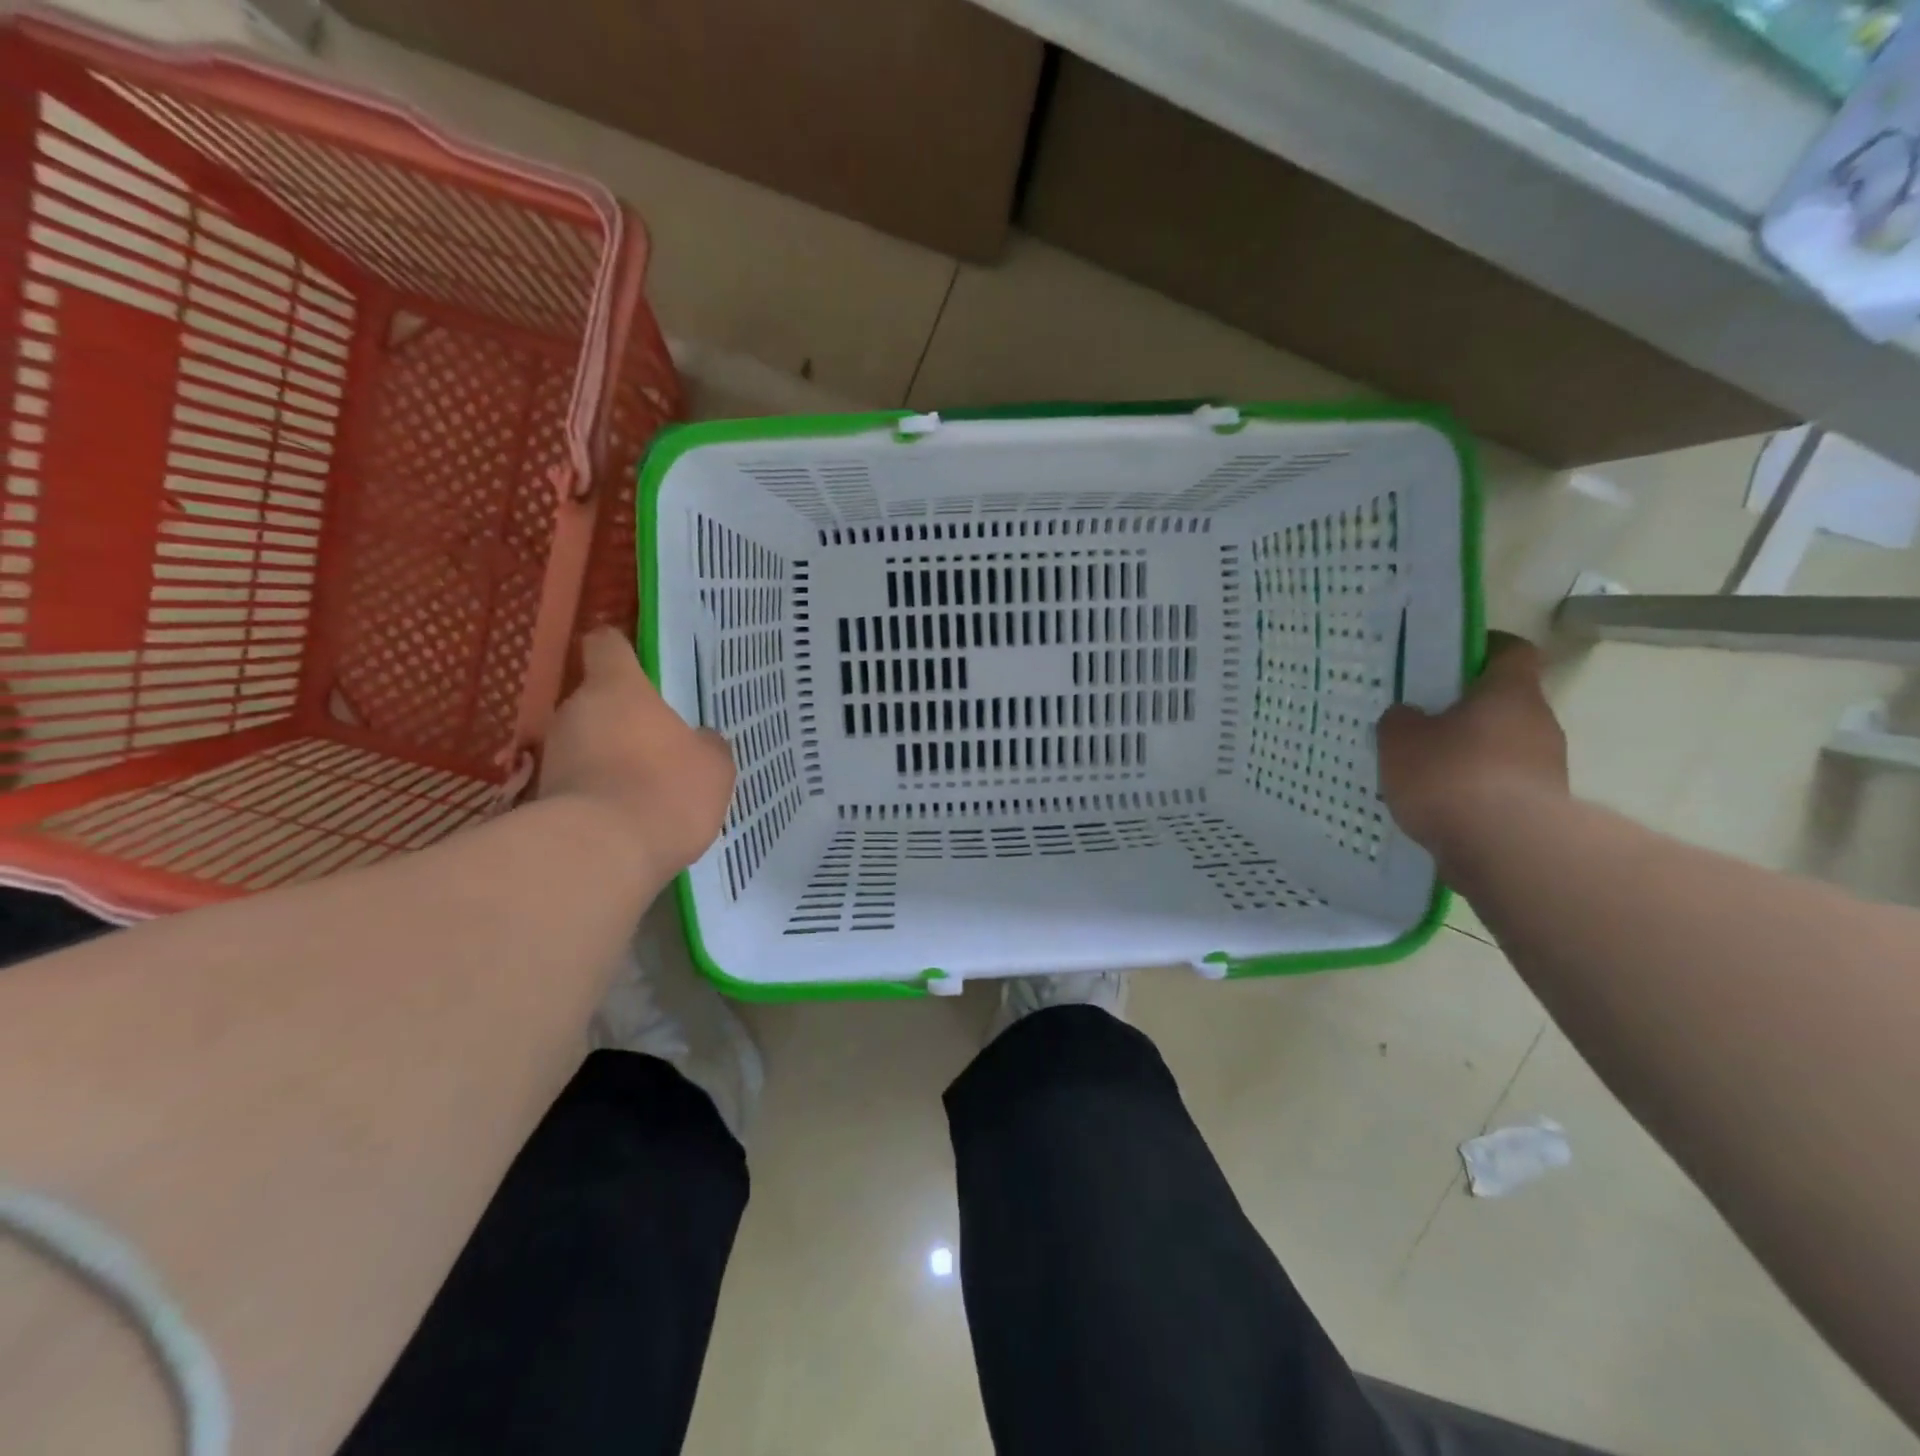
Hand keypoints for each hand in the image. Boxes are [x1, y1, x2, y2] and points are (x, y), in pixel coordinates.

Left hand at [537, 628, 734, 877]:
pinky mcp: (541, 797)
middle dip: (623, 718)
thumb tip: (699, 740)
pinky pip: (577, 782)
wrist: (600, 854)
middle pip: (597, 700)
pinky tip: (625, 818)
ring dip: (608, 757)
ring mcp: (552, 754)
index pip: (607, 645)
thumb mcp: (713, 766)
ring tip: (642, 787)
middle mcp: (575, 711)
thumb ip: (706, 745)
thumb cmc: (666, 790)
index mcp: (618, 689)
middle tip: (658, 743)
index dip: (621, 649)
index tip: (637, 661)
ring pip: (585, 742)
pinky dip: (596, 792)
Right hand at [1376, 632, 1567, 852]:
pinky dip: (1475, 789)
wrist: (1506, 849)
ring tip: (1424, 770)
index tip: (1449, 660)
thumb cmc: (1450, 775)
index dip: (1482, 649)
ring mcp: (1547, 766)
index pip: (1510, 651)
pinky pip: (1503, 785)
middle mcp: (1539, 722)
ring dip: (1470, 753)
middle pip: (1504, 703)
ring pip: (1503, 746)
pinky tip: (1441, 804)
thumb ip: (1401, 720)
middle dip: (1465, 710)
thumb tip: (1408, 715)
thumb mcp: (1400, 740)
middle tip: (1421, 721)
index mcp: (1509, 692)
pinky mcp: (1542, 806)